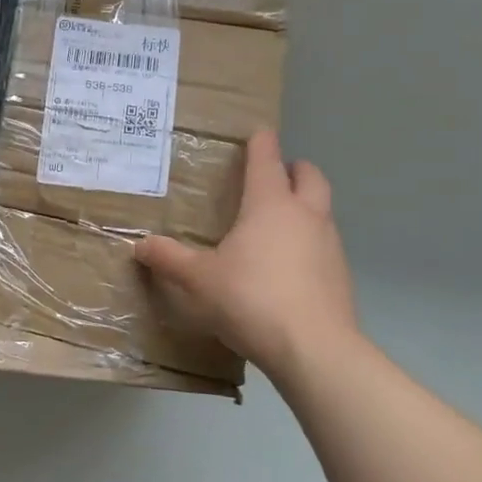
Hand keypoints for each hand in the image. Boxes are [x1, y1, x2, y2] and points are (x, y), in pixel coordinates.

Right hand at [134, 129, 360, 378]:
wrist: (314, 349)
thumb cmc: (251, 299)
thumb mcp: (198, 280)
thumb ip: (169, 259)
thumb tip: (140, 245)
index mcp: (270, 205)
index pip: (267, 159)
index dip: (261, 142)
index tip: (257, 133)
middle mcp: (305, 215)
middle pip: (310, 176)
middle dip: (294, 168)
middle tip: (275, 174)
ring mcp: (329, 244)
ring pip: (322, 210)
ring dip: (304, 206)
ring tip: (277, 224)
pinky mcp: (341, 275)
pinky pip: (324, 244)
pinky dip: (309, 242)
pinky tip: (288, 267)